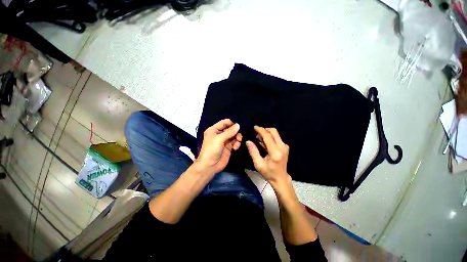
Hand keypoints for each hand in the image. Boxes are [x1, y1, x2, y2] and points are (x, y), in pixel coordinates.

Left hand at [195, 119, 241, 174]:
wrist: (210, 166)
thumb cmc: (211, 150)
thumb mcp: (219, 139)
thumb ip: (229, 132)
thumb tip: (238, 125)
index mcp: (214, 130)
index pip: (225, 122)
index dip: (232, 124)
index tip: (238, 127)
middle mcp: (219, 134)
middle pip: (231, 129)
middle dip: (236, 132)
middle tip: (239, 137)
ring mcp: (224, 141)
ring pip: (234, 135)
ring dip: (237, 138)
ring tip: (238, 141)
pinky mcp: (229, 147)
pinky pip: (235, 142)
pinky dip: (237, 144)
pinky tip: (235, 148)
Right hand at [246, 126, 290, 184]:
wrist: (280, 178)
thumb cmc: (268, 173)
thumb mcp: (258, 164)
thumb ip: (253, 151)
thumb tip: (248, 141)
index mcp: (275, 152)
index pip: (268, 136)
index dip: (260, 130)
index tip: (254, 127)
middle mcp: (282, 147)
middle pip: (273, 131)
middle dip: (264, 130)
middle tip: (256, 133)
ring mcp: (285, 147)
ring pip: (275, 134)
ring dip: (267, 133)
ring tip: (258, 138)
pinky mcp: (285, 147)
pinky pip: (277, 138)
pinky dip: (270, 137)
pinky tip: (264, 142)